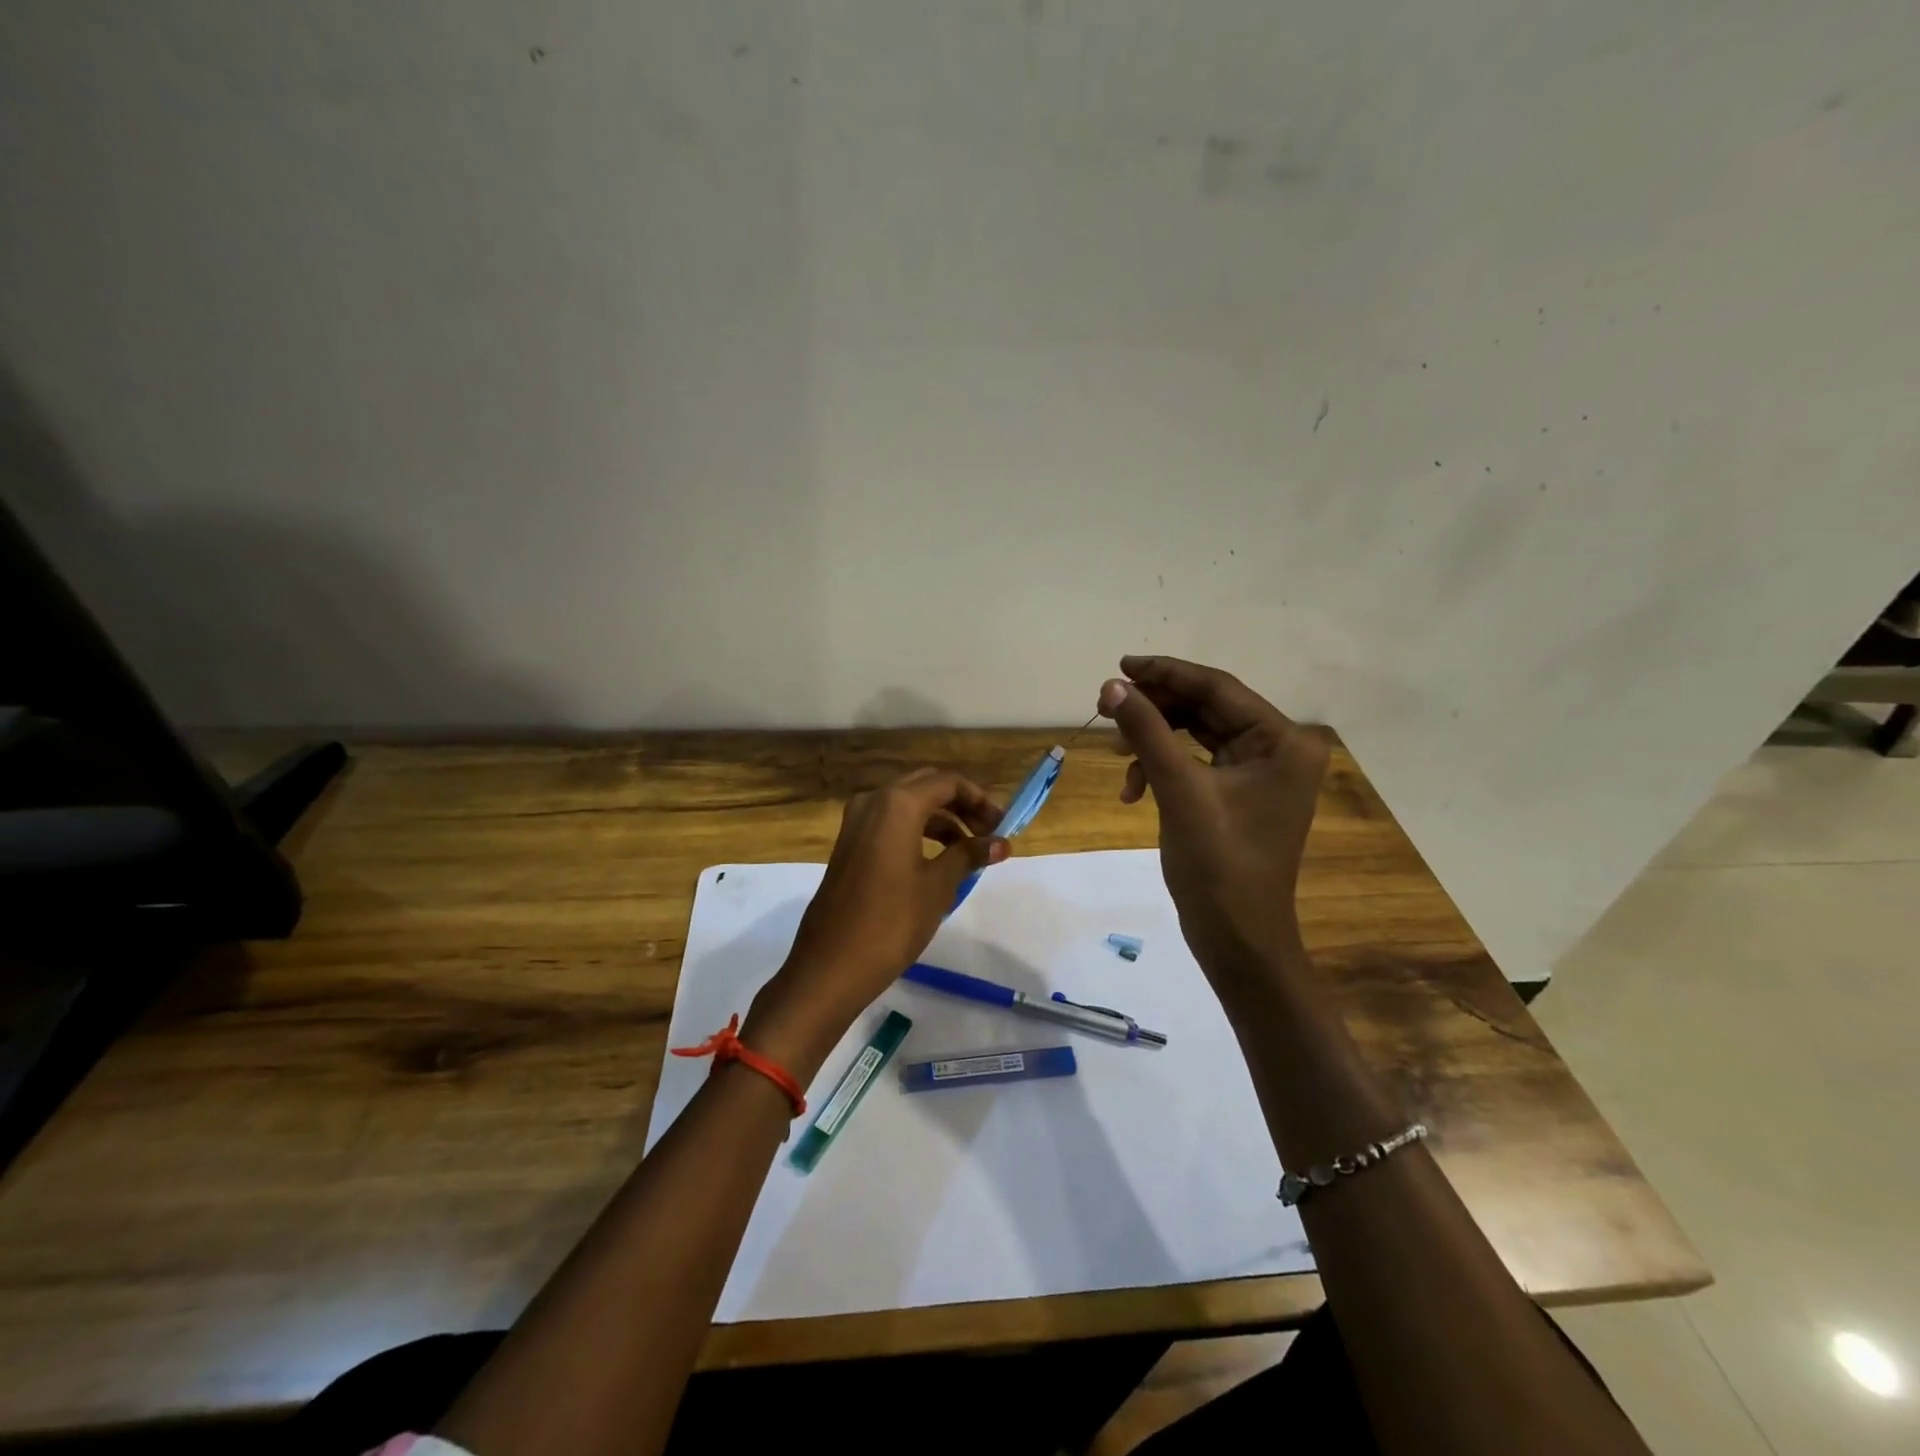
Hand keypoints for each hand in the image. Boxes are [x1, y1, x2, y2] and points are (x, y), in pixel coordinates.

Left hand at [744, 769, 1007, 1078]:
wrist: (831, 965)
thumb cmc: (892, 922)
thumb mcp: (938, 886)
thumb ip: (969, 854)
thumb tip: (1002, 843)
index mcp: (897, 803)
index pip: (948, 782)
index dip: (980, 800)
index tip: (1004, 825)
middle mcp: (873, 801)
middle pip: (926, 787)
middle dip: (961, 805)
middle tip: (989, 832)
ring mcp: (856, 822)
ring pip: (907, 805)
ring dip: (941, 820)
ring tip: (970, 850)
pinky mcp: (849, 845)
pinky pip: (890, 823)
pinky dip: (917, 831)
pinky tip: (938, 859)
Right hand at [1097, 655, 1328, 974]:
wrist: (1237, 939)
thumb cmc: (1219, 866)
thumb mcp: (1179, 790)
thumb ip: (1147, 731)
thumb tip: (1112, 686)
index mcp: (1282, 742)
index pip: (1218, 688)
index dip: (1167, 672)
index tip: (1121, 665)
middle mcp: (1277, 749)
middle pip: (1206, 709)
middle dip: (1156, 709)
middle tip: (1106, 705)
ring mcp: (1257, 774)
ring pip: (1195, 735)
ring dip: (1153, 740)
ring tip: (1115, 751)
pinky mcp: (1236, 795)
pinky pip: (1194, 763)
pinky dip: (1161, 768)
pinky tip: (1133, 790)